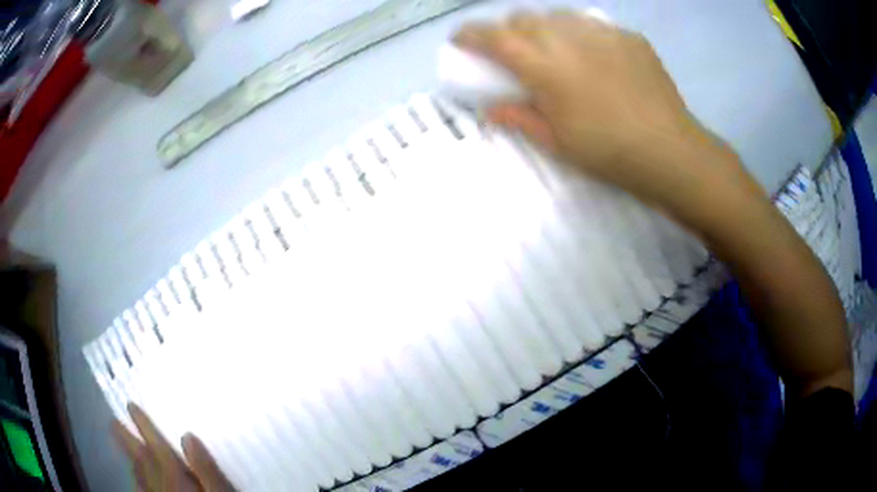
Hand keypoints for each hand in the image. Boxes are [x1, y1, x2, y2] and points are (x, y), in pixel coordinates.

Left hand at [112, 403, 235, 491]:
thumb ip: (206, 468)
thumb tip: (187, 436)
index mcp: (176, 477)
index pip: (156, 446)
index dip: (143, 425)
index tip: (130, 405)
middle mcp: (161, 486)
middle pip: (141, 459)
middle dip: (126, 439)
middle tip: (113, 421)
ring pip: (138, 475)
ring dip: (129, 458)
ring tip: (120, 444)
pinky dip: (136, 481)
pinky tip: (133, 479)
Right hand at [453, 10, 738, 211]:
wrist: (670, 151)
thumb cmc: (608, 153)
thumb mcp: (557, 142)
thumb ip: (519, 118)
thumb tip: (491, 108)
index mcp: (544, 66)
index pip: (494, 37)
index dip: (470, 34)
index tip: (461, 40)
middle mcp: (568, 38)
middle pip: (524, 18)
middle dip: (509, 30)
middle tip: (515, 51)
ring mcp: (602, 33)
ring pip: (558, 15)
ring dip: (545, 27)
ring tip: (555, 49)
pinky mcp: (628, 37)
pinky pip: (594, 25)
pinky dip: (582, 34)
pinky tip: (595, 56)